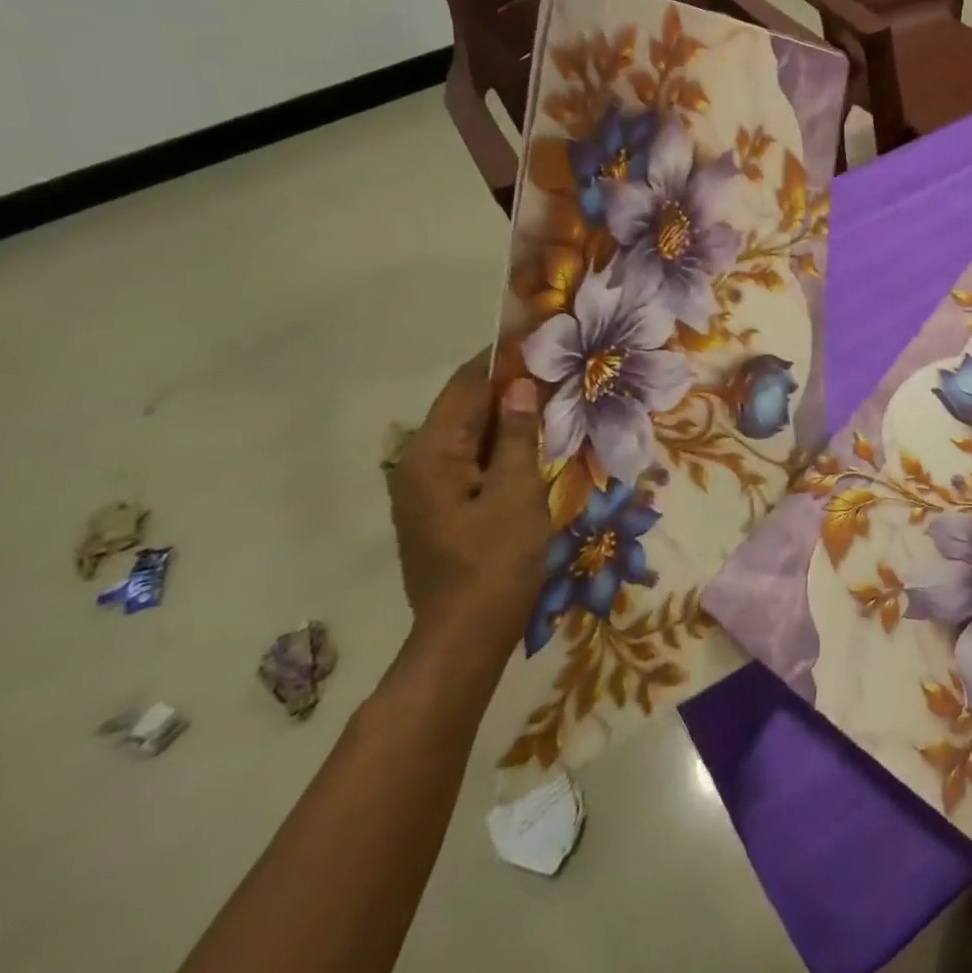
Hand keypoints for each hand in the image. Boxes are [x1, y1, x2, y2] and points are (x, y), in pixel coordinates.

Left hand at [385, 353, 549, 660]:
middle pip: (464, 406)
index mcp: (431, 455)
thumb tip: (520, 384)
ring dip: (506, 413)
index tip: (538, 335)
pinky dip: (500, 442)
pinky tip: (533, 440)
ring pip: (469, 432)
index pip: (466, 386)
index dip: (502, 358)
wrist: (465, 637)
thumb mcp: (517, 492)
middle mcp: (417, 464)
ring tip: (551, 395)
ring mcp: (425, 488)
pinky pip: (470, 458)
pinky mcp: (439, 506)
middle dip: (507, 383)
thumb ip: (518, 434)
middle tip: (554, 365)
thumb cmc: (495, 561)